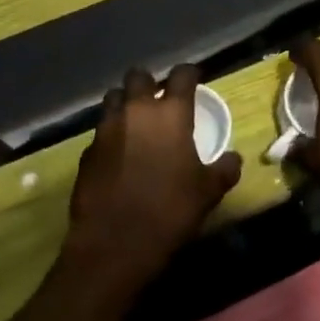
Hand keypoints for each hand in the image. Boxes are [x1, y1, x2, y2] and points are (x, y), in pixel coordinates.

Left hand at [65, 64, 242, 291]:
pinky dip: (110, 136)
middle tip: (159, 99)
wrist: (114, 245)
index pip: (181, 75)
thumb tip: (233, 158)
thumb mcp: (209, 192)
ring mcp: (106, 130)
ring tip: (136, 122)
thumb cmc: (170, 211)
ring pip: (113, 99)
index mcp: (171, 114)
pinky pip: (100, 132)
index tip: (194, 80)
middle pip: (138, 76)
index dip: (189, 74)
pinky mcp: (86, 152)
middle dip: (149, 83)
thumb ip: (224, 169)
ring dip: (125, 104)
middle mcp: (136, 111)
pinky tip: (118, 156)